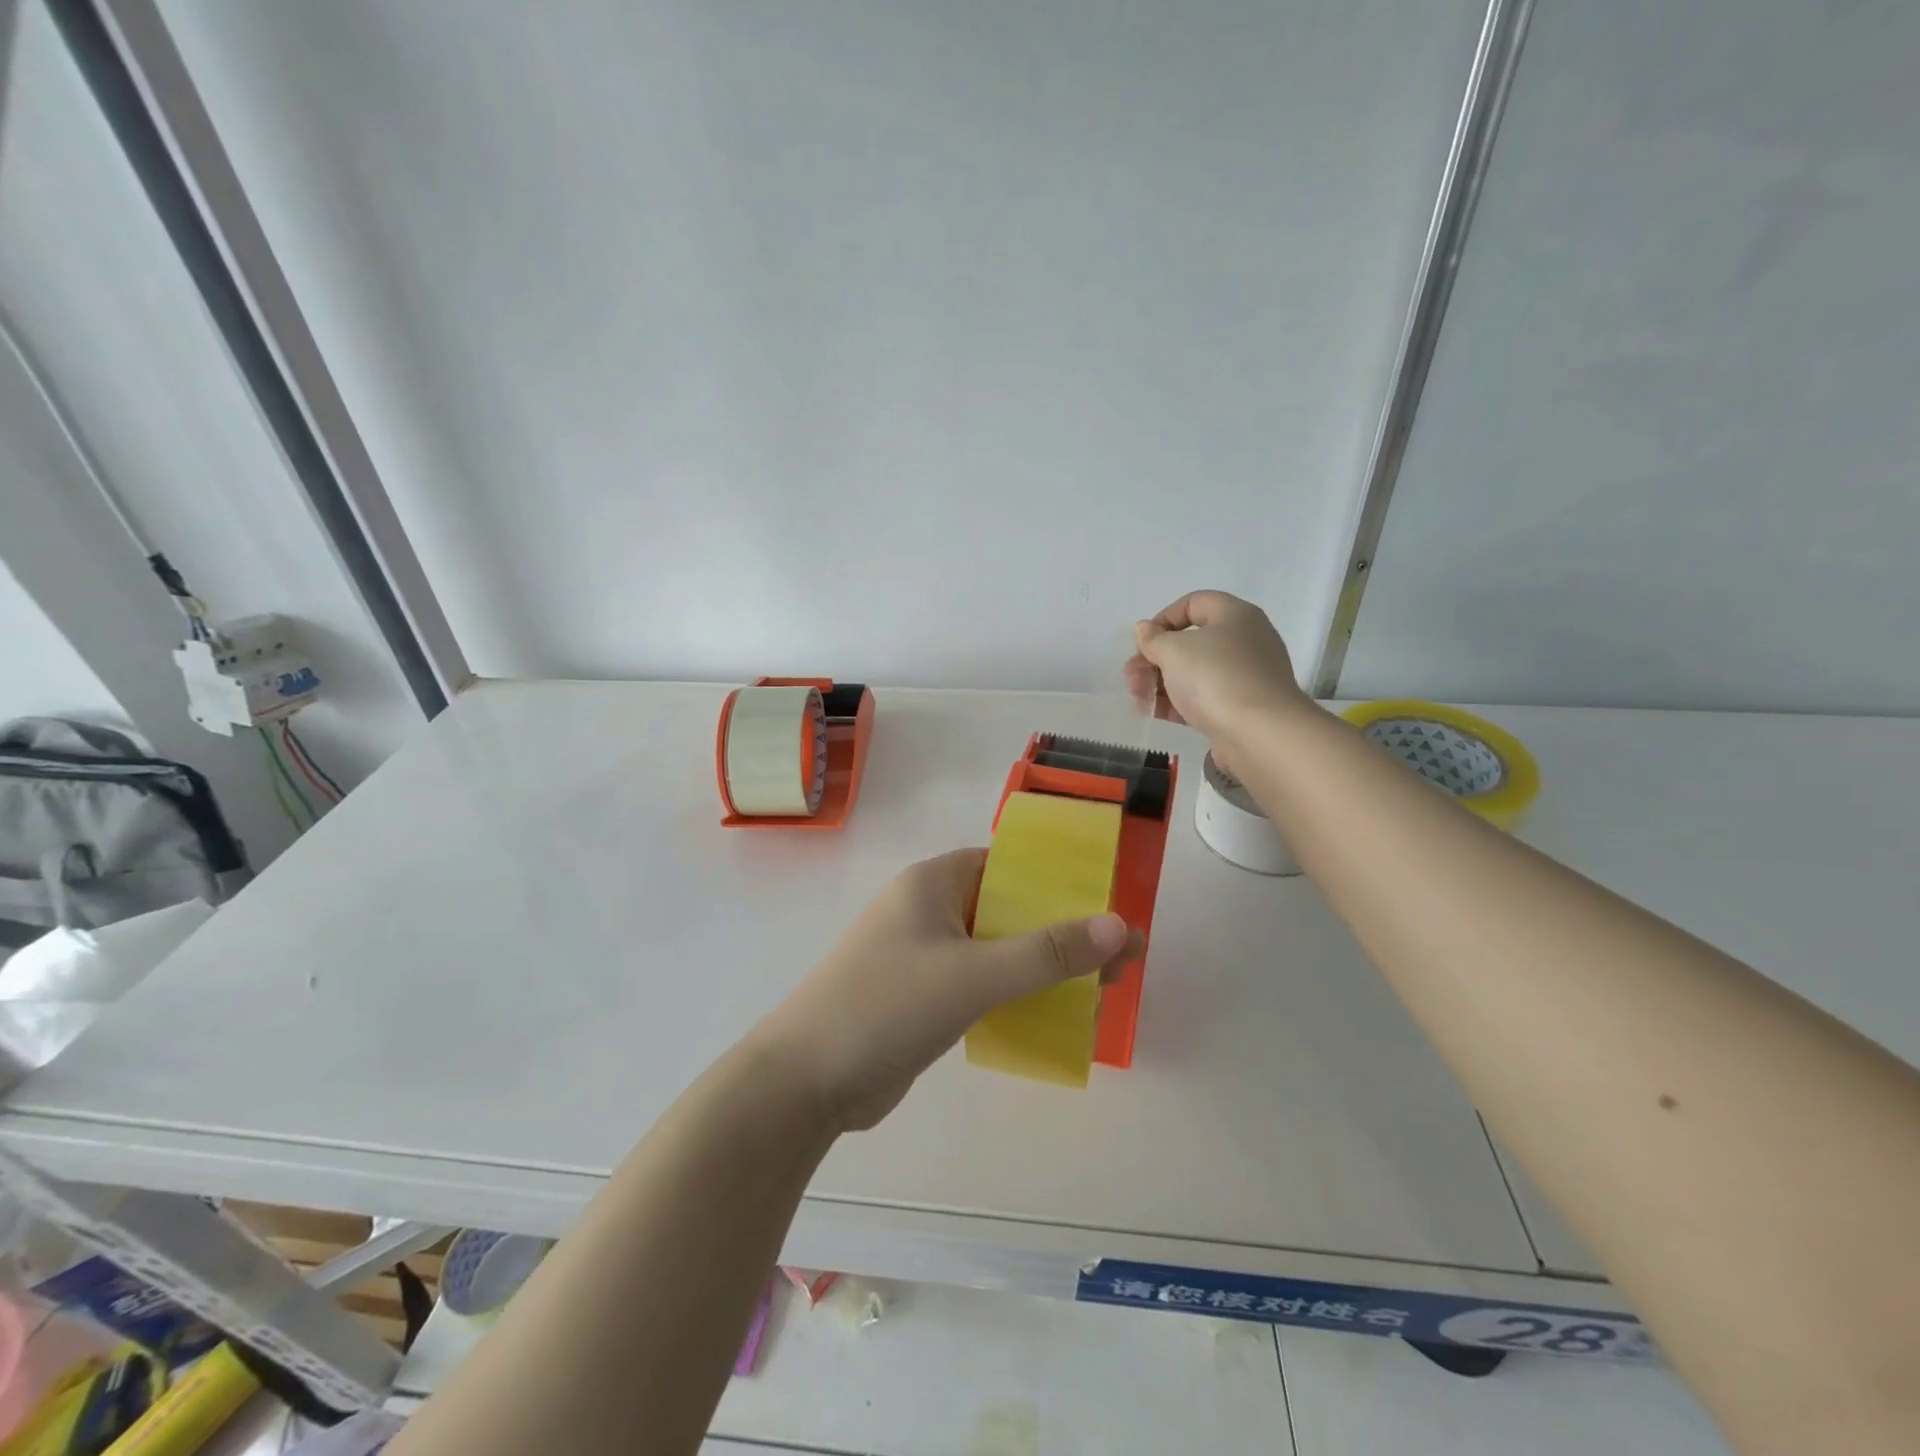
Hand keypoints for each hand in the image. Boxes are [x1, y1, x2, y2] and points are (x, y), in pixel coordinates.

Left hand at [753, 850, 1142, 1131]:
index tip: (1105, 904)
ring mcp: (922, 954)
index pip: (1006, 864)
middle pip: (1006, 908)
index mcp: (933, 883)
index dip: (1057, 880)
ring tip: (1099, 989)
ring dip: (1040, 965)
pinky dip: (1014, 992)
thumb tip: (1121, 927)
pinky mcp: (921, 996)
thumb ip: (1047, 953)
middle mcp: (927, 910)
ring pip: (995, 949)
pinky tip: (1051, 1014)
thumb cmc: (886, 1007)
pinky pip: (979, 982)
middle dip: (1059, 930)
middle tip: (1117, 958)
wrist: (804, 1082)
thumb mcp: (973, 975)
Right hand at [1124, 591, 1307, 749]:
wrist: (1259, 733)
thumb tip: (1145, 629)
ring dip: (1160, 682)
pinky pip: (1203, 698)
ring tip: (1137, 697)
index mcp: (1234, 615)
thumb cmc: (1215, 678)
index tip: (1142, 642)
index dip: (1162, 619)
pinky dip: (1177, 702)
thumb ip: (1153, 639)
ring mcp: (1245, 676)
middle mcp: (1245, 641)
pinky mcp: (1241, 707)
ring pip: (1194, 672)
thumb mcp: (1174, 650)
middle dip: (1155, 658)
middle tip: (1131, 676)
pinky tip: (1152, 712)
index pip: (1193, 603)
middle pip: (1191, 642)